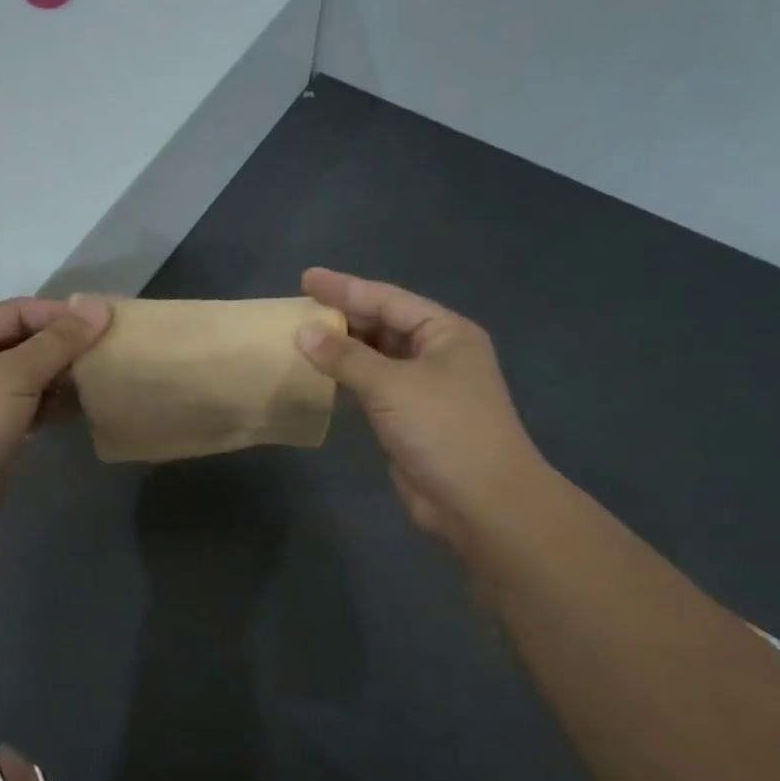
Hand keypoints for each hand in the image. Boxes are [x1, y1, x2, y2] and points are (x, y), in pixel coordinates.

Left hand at [0, 296, 112, 525]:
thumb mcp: (16, 372)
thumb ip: (60, 340)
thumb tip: (101, 306)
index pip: (19, 311)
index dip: (60, 314)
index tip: (102, 322)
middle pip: (25, 342)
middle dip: (64, 346)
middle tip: (106, 352)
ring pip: (30, 376)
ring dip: (62, 376)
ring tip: (99, 378)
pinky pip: (30, 405)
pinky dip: (53, 403)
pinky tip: (81, 406)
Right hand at [297, 267, 544, 551]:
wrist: (481, 501)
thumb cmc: (443, 428)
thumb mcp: (392, 385)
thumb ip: (345, 357)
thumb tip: (303, 332)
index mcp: (445, 332)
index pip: (387, 300)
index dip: (345, 288)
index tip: (306, 279)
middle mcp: (438, 353)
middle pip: (383, 325)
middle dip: (343, 317)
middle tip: (299, 308)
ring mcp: (425, 388)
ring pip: (376, 357)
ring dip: (342, 350)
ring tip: (301, 338)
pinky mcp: (411, 418)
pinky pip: (373, 387)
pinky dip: (347, 380)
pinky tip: (320, 377)